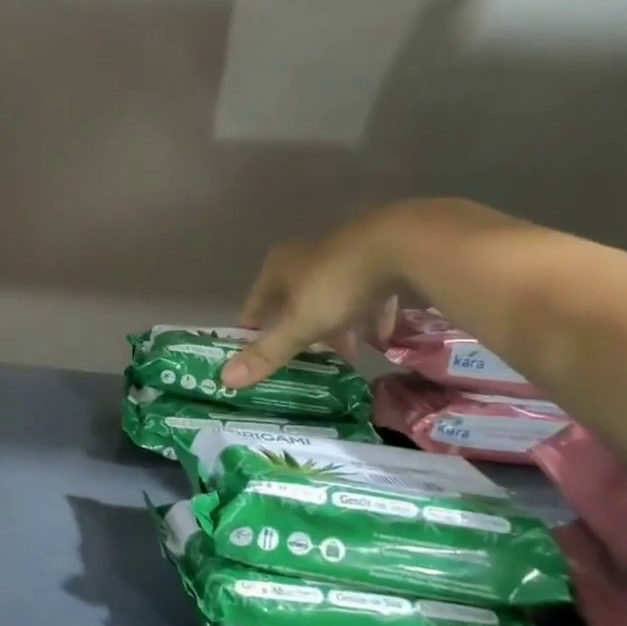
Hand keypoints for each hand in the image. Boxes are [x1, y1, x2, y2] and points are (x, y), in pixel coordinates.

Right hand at [222, 207, 407, 389]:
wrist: (401, 245)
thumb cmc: (337, 285)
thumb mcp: (299, 325)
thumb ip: (267, 352)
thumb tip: (225, 380)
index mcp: (279, 269)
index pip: (255, 304)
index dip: (253, 331)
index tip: (253, 356)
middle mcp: (306, 258)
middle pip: (294, 302)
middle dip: (298, 331)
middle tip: (303, 360)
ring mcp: (343, 257)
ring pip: (331, 299)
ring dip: (335, 327)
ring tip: (345, 355)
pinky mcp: (377, 260)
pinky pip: (367, 296)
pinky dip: (370, 317)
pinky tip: (381, 339)